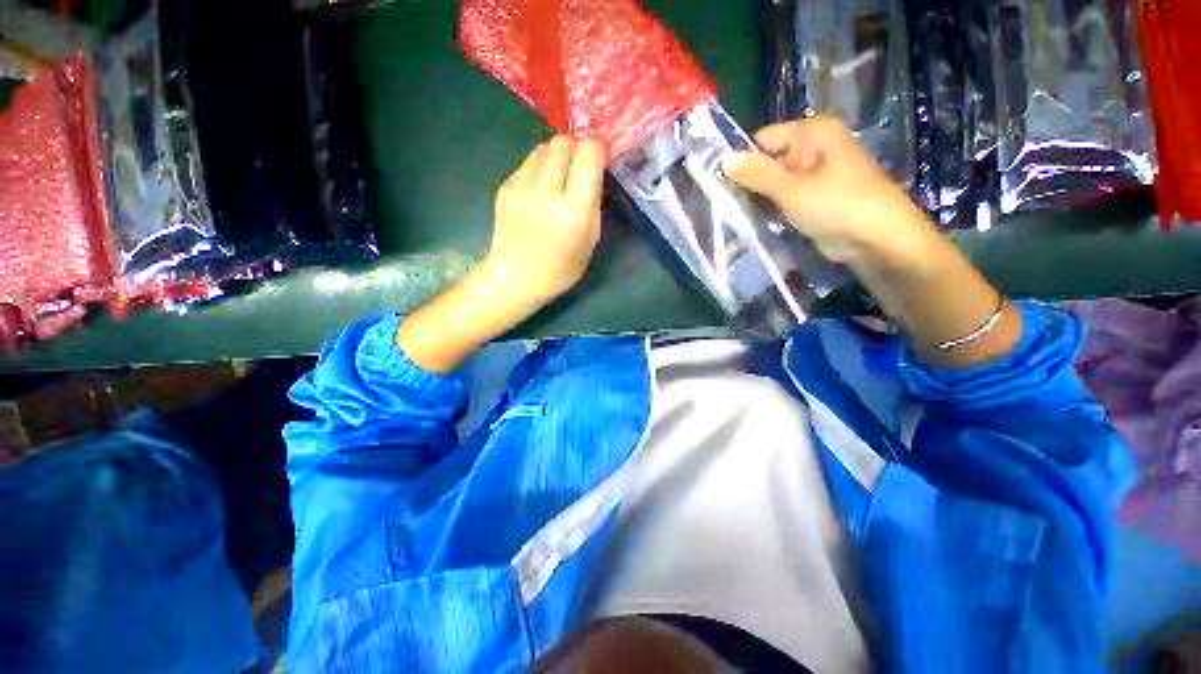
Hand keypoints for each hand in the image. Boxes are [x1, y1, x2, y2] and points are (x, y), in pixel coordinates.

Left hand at [482, 136, 606, 308]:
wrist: (514, 278)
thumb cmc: (560, 269)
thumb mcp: (591, 241)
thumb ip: (594, 202)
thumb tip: (594, 172)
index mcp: (573, 209)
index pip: (588, 152)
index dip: (598, 150)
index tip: (601, 160)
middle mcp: (545, 190)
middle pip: (564, 141)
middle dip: (577, 149)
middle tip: (581, 169)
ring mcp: (520, 185)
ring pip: (544, 147)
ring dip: (557, 157)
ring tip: (559, 180)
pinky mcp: (505, 185)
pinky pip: (529, 163)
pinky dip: (540, 169)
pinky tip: (540, 192)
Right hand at [725, 116, 934, 265]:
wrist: (878, 240)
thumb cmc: (836, 205)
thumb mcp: (790, 188)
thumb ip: (756, 174)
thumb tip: (723, 160)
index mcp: (813, 133)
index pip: (763, 139)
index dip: (741, 160)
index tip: (717, 183)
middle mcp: (814, 148)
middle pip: (769, 162)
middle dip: (748, 184)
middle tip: (722, 204)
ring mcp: (815, 175)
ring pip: (775, 184)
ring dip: (758, 200)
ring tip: (732, 216)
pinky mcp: (815, 199)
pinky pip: (785, 199)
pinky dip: (771, 210)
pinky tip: (751, 223)